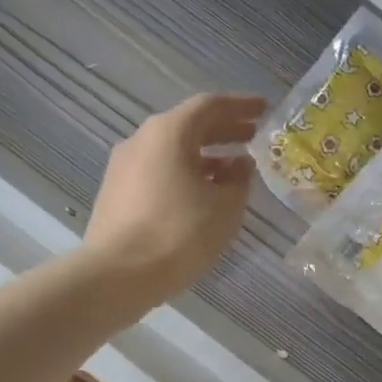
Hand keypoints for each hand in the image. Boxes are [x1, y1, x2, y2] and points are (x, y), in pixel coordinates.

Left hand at [86, 92, 264, 303]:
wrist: (118, 275)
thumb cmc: (179, 233)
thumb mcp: (225, 207)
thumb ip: (239, 180)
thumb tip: (241, 165)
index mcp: (169, 132)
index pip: (210, 106)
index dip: (240, 106)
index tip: (264, 109)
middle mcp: (142, 140)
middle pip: (188, 125)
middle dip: (223, 130)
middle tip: (252, 136)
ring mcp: (124, 167)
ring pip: (172, 150)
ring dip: (205, 155)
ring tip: (233, 169)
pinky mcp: (117, 193)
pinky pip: (159, 171)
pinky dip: (185, 173)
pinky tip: (203, 193)